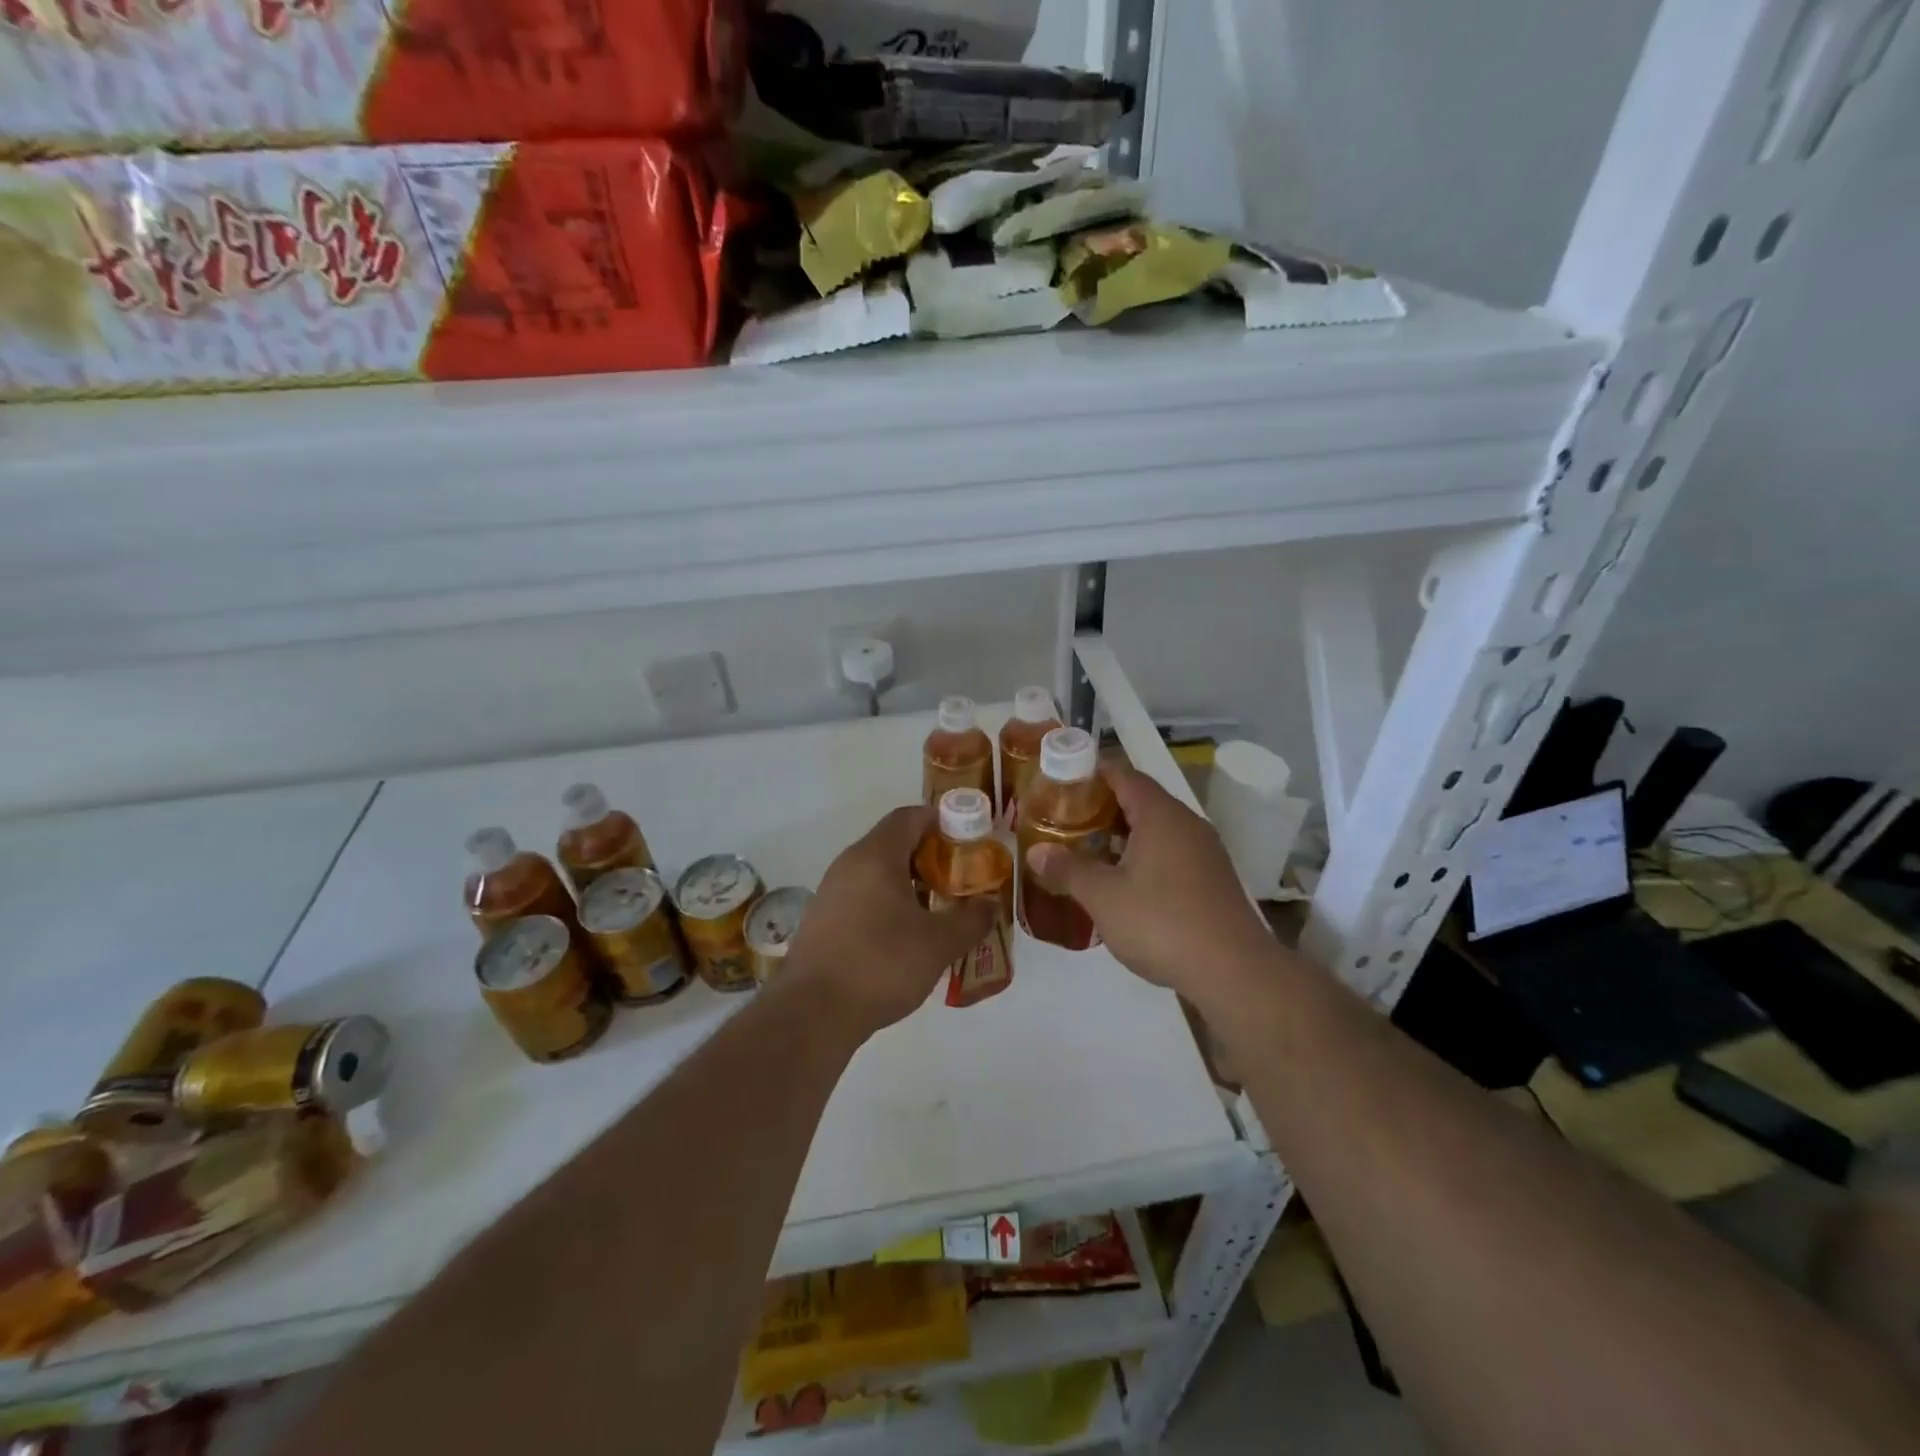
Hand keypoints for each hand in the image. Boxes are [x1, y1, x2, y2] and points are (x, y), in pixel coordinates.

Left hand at [787, 805, 994, 1036]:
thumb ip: (971, 919)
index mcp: (876, 855)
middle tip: (960, 881)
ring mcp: (831, 892)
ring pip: (878, 873)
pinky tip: (906, 938)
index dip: (943, 822)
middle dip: (931, 857)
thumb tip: (990, 904)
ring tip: (939, 911)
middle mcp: (849, 864)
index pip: (910, 816)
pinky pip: (863, 897)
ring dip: (910, 885)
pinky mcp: (823, 921)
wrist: (812, 1013)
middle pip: (895, 843)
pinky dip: (888, 905)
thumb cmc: (881, 964)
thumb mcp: (939, 943)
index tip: (969, 843)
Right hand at [1025, 763, 1276, 1008]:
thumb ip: (1068, 869)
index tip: (1060, 781)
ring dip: (1122, 835)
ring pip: (1156, 829)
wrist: (1233, 972)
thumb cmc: (1161, 923)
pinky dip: (1143, 856)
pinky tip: (1123, 883)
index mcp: (1160, 815)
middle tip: (1065, 819)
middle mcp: (1186, 823)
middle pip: (1140, 799)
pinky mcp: (1212, 880)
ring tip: (1086, 850)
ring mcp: (1204, 852)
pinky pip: (1170, 853)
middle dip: (1102, 806)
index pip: (1123, 774)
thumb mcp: (1103, 897)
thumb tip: (1036, 852)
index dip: (1091, 772)